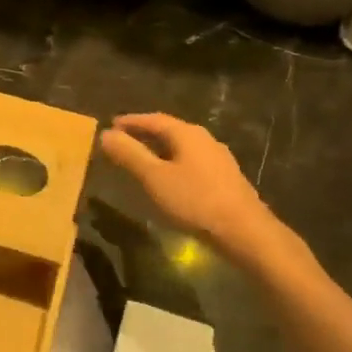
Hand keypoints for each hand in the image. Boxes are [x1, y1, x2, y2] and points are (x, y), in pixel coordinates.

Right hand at [99, 113, 281, 257]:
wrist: (245, 231)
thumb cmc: (195, 200)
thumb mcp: (154, 177)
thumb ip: (130, 154)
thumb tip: (105, 134)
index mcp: (187, 134)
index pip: (154, 119)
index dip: (131, 121)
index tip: (112, 124)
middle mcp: (205, 139)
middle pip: (170, 131)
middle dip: (145, 134)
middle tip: (124, 141)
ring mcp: (218, 159)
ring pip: (182, 148)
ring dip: (160, 150)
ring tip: (142, 160)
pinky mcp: (226, 179)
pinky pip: (192, 162)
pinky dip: (174, 164)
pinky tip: (170, 180)